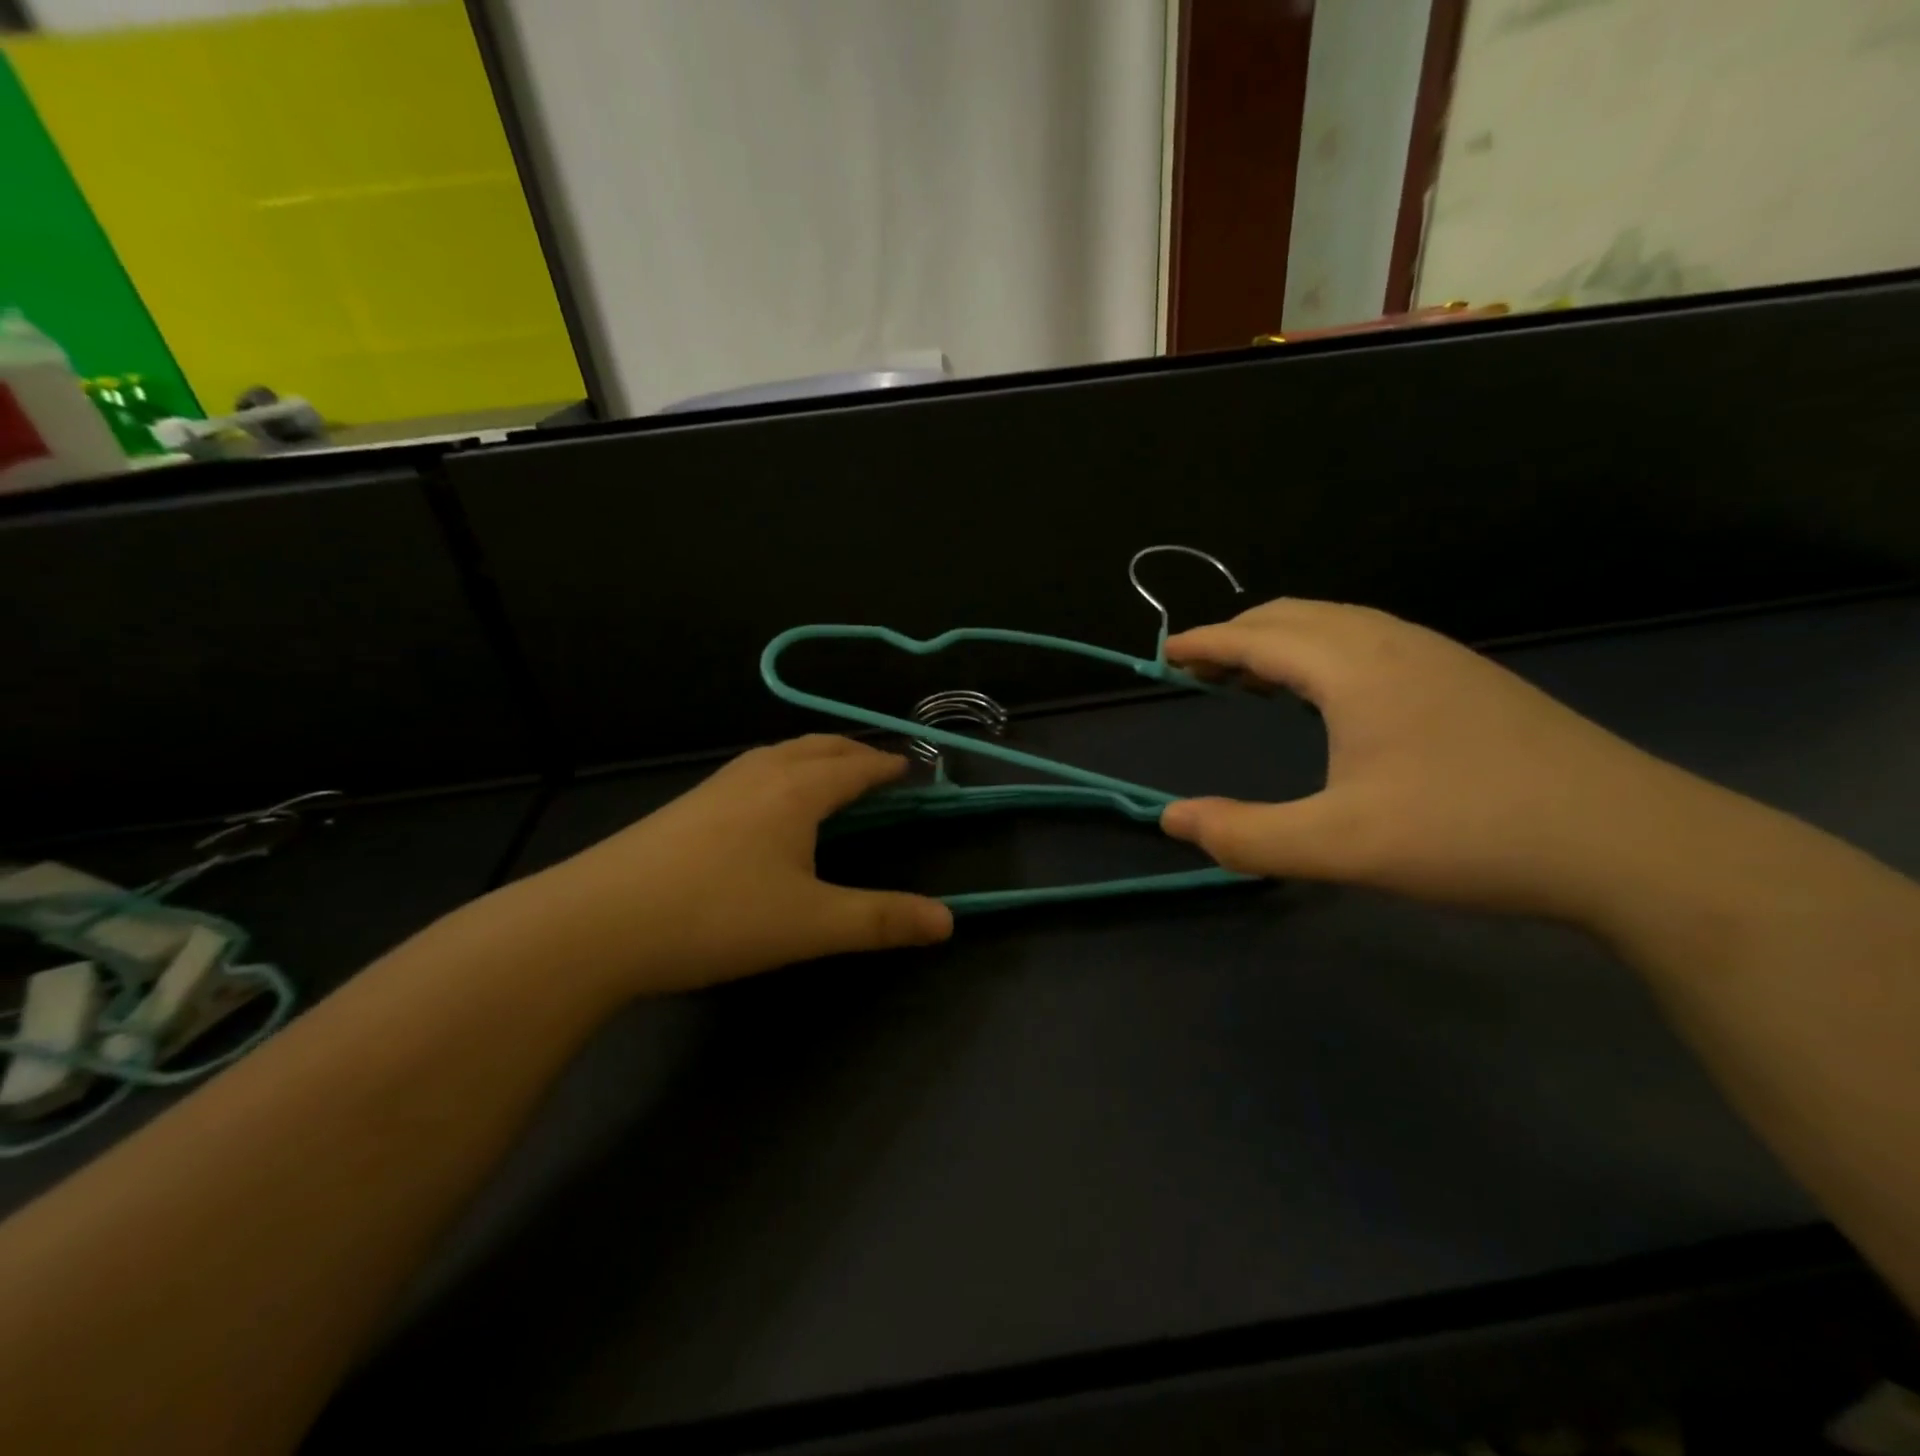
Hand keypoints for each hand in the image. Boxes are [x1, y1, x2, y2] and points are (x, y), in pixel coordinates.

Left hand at [514, 736, 952, 996]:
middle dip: (853, 752)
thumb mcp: (811, 925)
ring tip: (829, 778)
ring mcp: (715, 787)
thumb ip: (881, 920)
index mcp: (797, 790)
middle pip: (817, 746)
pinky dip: (780, 772)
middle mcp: (759, 774)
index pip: (855, 765)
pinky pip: (751, 772)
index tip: (911, 767)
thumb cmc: (717, 917)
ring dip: (814, 757)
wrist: (597, 924)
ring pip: (778, 754)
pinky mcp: (685, 806)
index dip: (886, 764)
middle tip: (877, 767)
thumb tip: (949, 921)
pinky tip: (766, 806)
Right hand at [1159, 598, 1725, 924]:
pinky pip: (1372, 641)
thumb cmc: (1471, 835)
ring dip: (1283, 641)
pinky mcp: (1469, 680)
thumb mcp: (1341, 847)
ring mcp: (1440, 657)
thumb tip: (1172, 820)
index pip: (1258, 638)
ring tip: (1255, 679)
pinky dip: (1325, 651)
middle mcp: (1394, 644)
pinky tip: (1332, 696)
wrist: (1633, 845)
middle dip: (1239, 635)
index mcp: (1355, 668)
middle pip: (1295, 616)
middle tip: (1201, 668)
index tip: (1165, 653)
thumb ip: (1246, 836)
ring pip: (1338, 624)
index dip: (1205, 643)